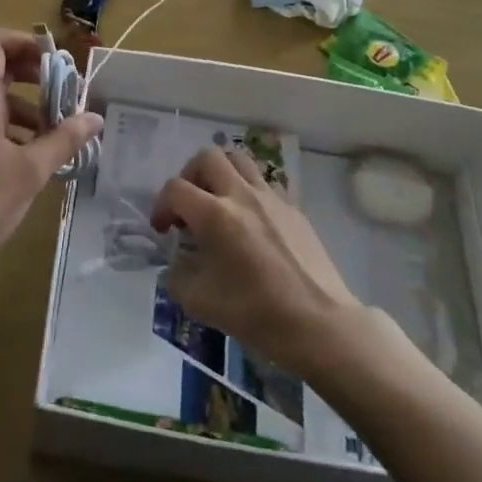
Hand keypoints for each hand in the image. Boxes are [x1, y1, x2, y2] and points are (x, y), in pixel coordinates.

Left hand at [0, 28, 101, 278]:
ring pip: (1, 98)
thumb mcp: (30, 172)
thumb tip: (95, 116)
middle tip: (68, 95)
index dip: (25, 41)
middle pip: (1, 66)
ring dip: (32, 105)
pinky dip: (20, 129)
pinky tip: (42, 157)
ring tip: (63, 132)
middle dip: (37, 74)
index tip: (57, 62)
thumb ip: (64, 140)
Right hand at [151, 147, 360, 376]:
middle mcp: (241, 194)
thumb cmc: (257, 314)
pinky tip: (250, 223)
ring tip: (218, 202)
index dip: (161, 205)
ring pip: (239, 160)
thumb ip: (178, 276)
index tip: (164, 230)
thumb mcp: (200, 304)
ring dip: (220, 174)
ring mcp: (271, 197)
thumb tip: (177, 262)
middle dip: (190, 176)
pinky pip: (263, 183)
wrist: (319, 323)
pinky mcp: (293, 208)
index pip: (175, 188)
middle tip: (190, 205)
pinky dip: (247, 192)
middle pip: (207, 157)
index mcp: (215, 215)